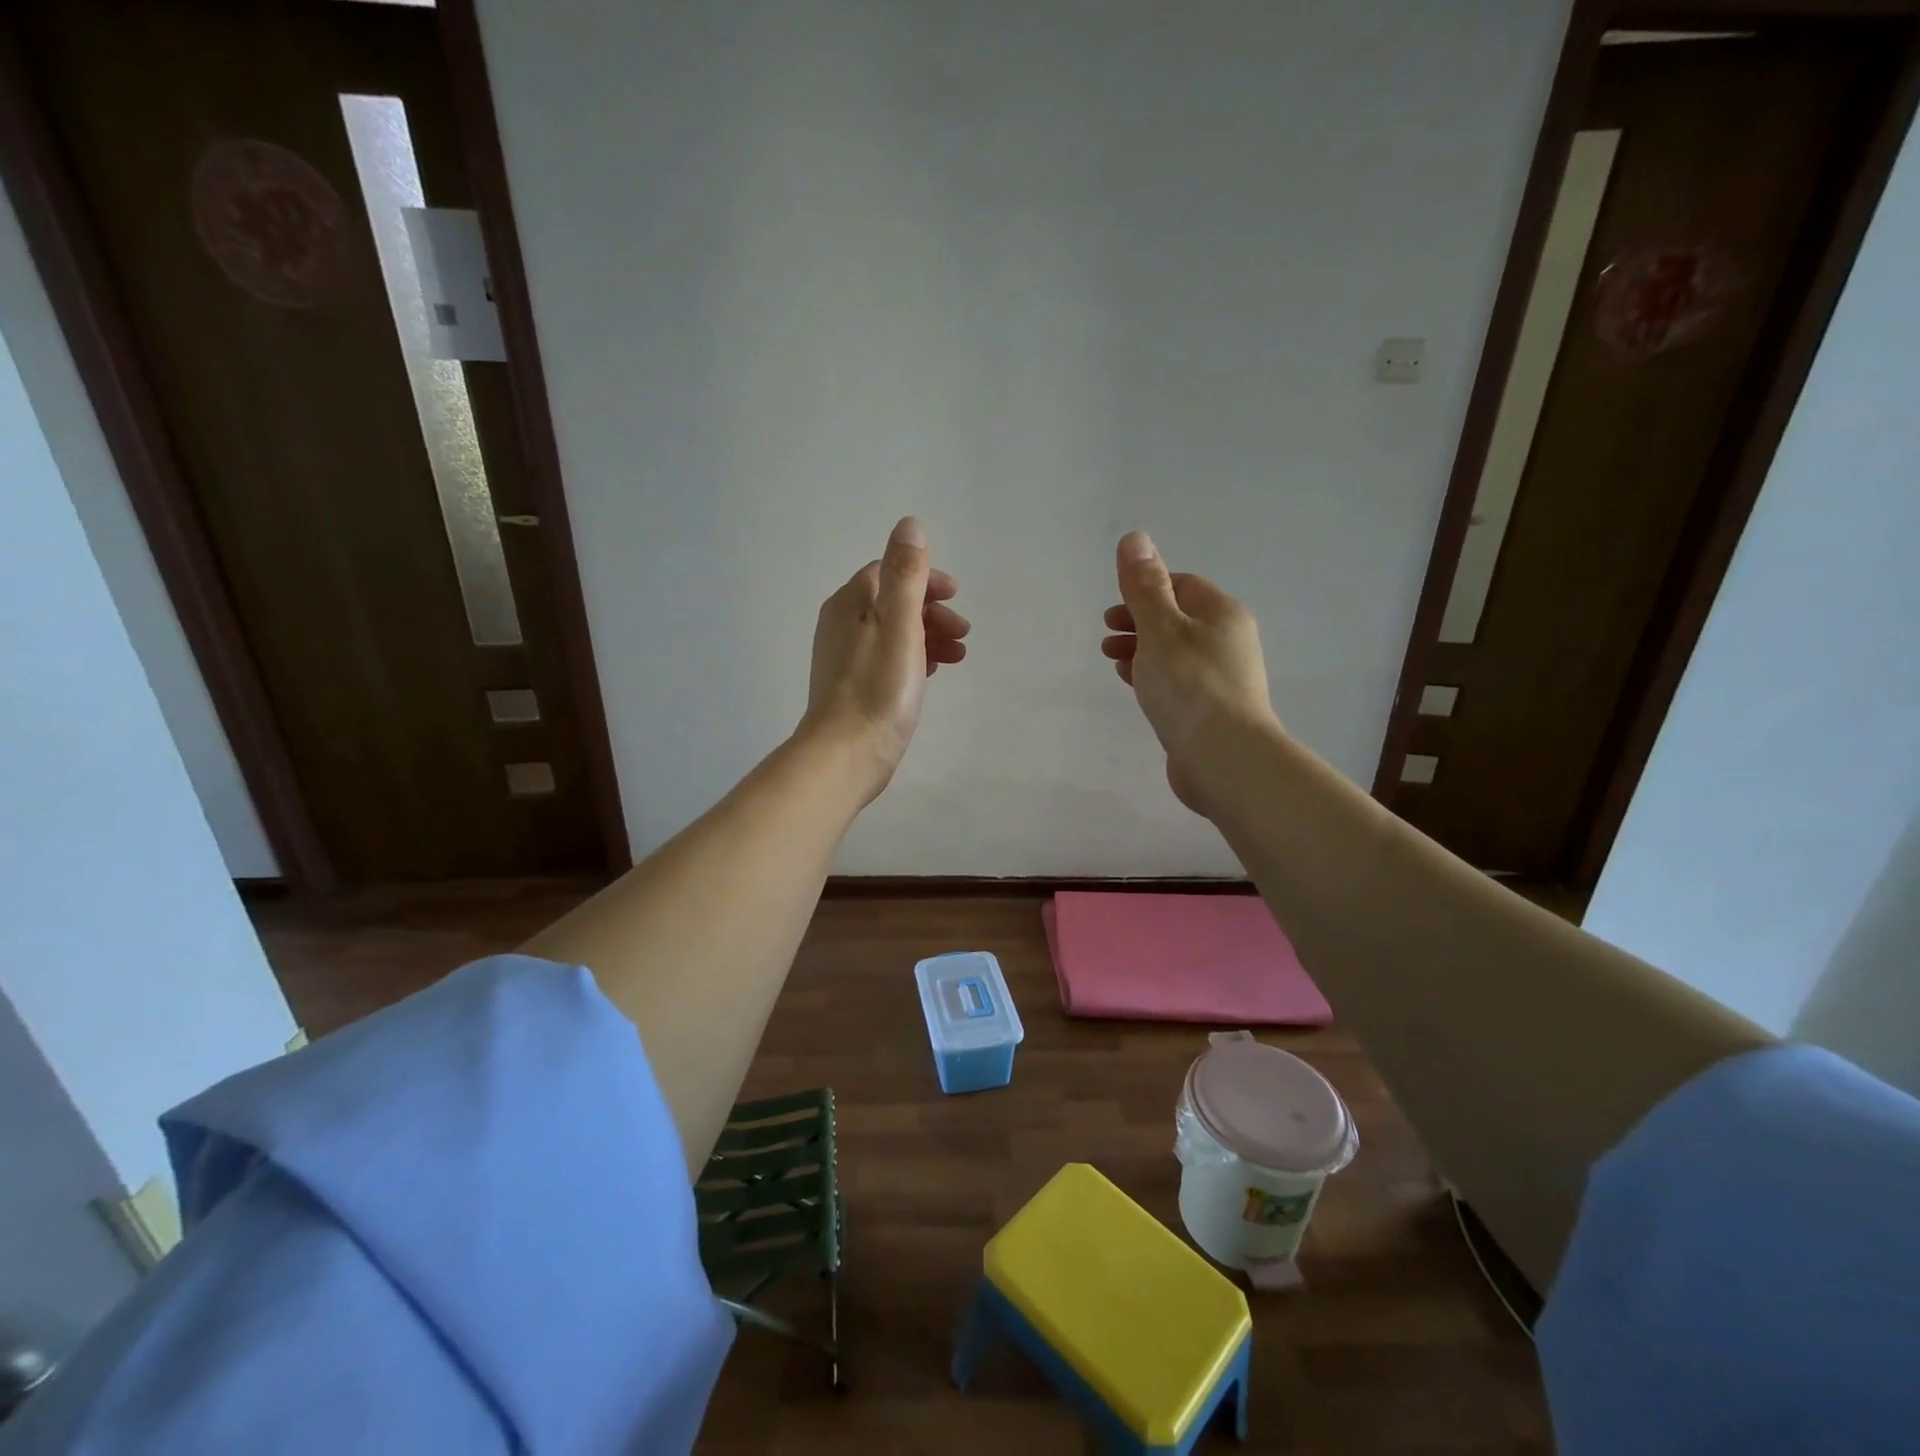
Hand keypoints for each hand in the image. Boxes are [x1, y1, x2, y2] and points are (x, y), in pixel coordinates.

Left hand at [801, 517, 968, 800]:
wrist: (846, 755)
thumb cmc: (877, 688)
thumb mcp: (899, 625)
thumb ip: (905, 576)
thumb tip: (909, 525)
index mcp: (849, 604)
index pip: (888, 572)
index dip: (925, 579)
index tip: (955, 597)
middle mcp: (842, 625)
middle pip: (893, 603)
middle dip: (932, 611)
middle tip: (963, 632)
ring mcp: (846, 658)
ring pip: (895, 633)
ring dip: (929, 636)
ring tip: (958, 657)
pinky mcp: (855, 687)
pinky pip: (890, 659)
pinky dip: (915, 658)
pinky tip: (933, 675)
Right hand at [1101, 531, 1279, 811]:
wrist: (1223, 758)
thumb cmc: (1190, 684)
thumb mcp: (1160, 627)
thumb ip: (1144, 586)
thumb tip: (1135, 537)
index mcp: (1223, 614)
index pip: (1183, 586)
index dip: (1146, 589)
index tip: (1116, 608)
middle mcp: (1228, 641)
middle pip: (1177, 619)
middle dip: (1139, 621)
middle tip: (1107, 634)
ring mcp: (1221, 678)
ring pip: (1174, 652)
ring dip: (1141, 649)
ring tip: (1112, 660)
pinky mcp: (1210, 710)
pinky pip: (1177, 681)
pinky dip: (1152, 676)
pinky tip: (1132, 685)